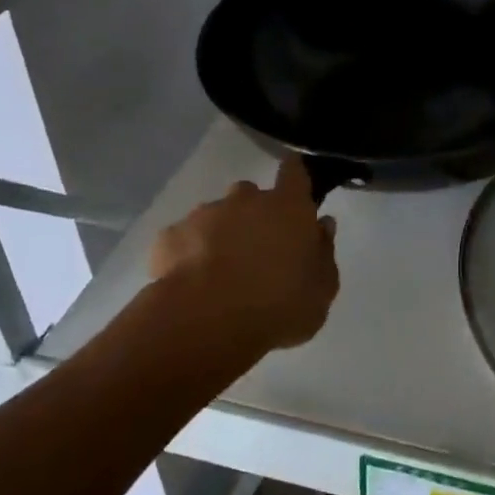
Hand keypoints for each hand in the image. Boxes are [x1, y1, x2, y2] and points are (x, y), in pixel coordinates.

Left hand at [150, 158, 338, 352]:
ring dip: (222, 233)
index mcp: (289, 208)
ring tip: (221, 271)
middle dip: (255, 214)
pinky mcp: (170, 236)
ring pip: (217, 215)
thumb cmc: (278, 306)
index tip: (294, 181)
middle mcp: (246, 200)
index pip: (294, 171)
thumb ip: (324, 253)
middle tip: (258, 249)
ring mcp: (205, 215)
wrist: (207, 323)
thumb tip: (322, 225)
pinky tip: (192, 282)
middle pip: (252, 195)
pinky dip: (190, 252)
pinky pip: (185, 238)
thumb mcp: (321, 291)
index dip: (294, 172)